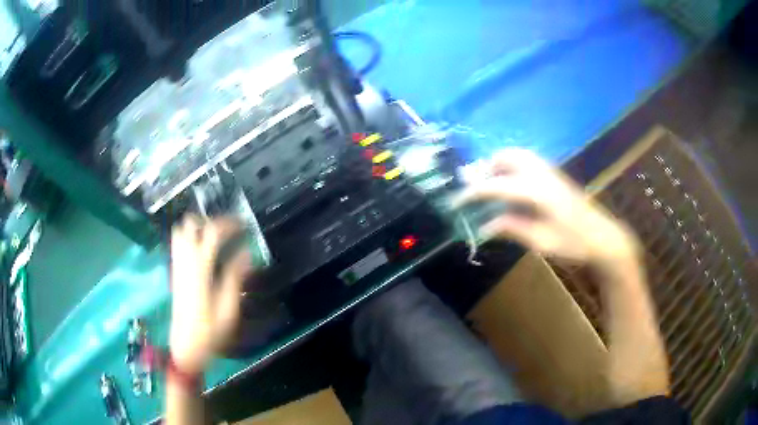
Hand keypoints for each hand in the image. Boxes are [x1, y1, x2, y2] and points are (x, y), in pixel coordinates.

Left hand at [169, 216, 252, 374]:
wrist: (186, 346)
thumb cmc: (210, 331)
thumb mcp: (228, 307)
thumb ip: (235, 276)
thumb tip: (247, 252)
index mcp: (199, 269)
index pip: (211, 232)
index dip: (228, 223)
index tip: (244, 224)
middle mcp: (184, 262)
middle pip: (189, 224)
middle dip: (209, 221)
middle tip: (226, 231)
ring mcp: (177, 266)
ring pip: (179, 231)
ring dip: (197, 228)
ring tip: (214, 238)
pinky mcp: (174, 273)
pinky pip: (177, 244)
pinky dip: (190, 238)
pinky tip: (203, 251)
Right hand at [455, 148, 639, 264]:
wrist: (603, 238)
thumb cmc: (574, 244)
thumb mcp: (542, 242)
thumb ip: (513, 228)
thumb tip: (485, 225)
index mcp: (538, 192)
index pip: (498, 186)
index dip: (474, 192)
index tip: (456, 201)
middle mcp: (543, 174)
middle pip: (508, 157)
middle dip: (486, 167)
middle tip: (474, 185)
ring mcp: (551, 172)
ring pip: (518, 154)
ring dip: (499, 163)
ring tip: (490, 182)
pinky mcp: (555, 175)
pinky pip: (528, 160)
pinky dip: (512, 165)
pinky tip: (511, 184)